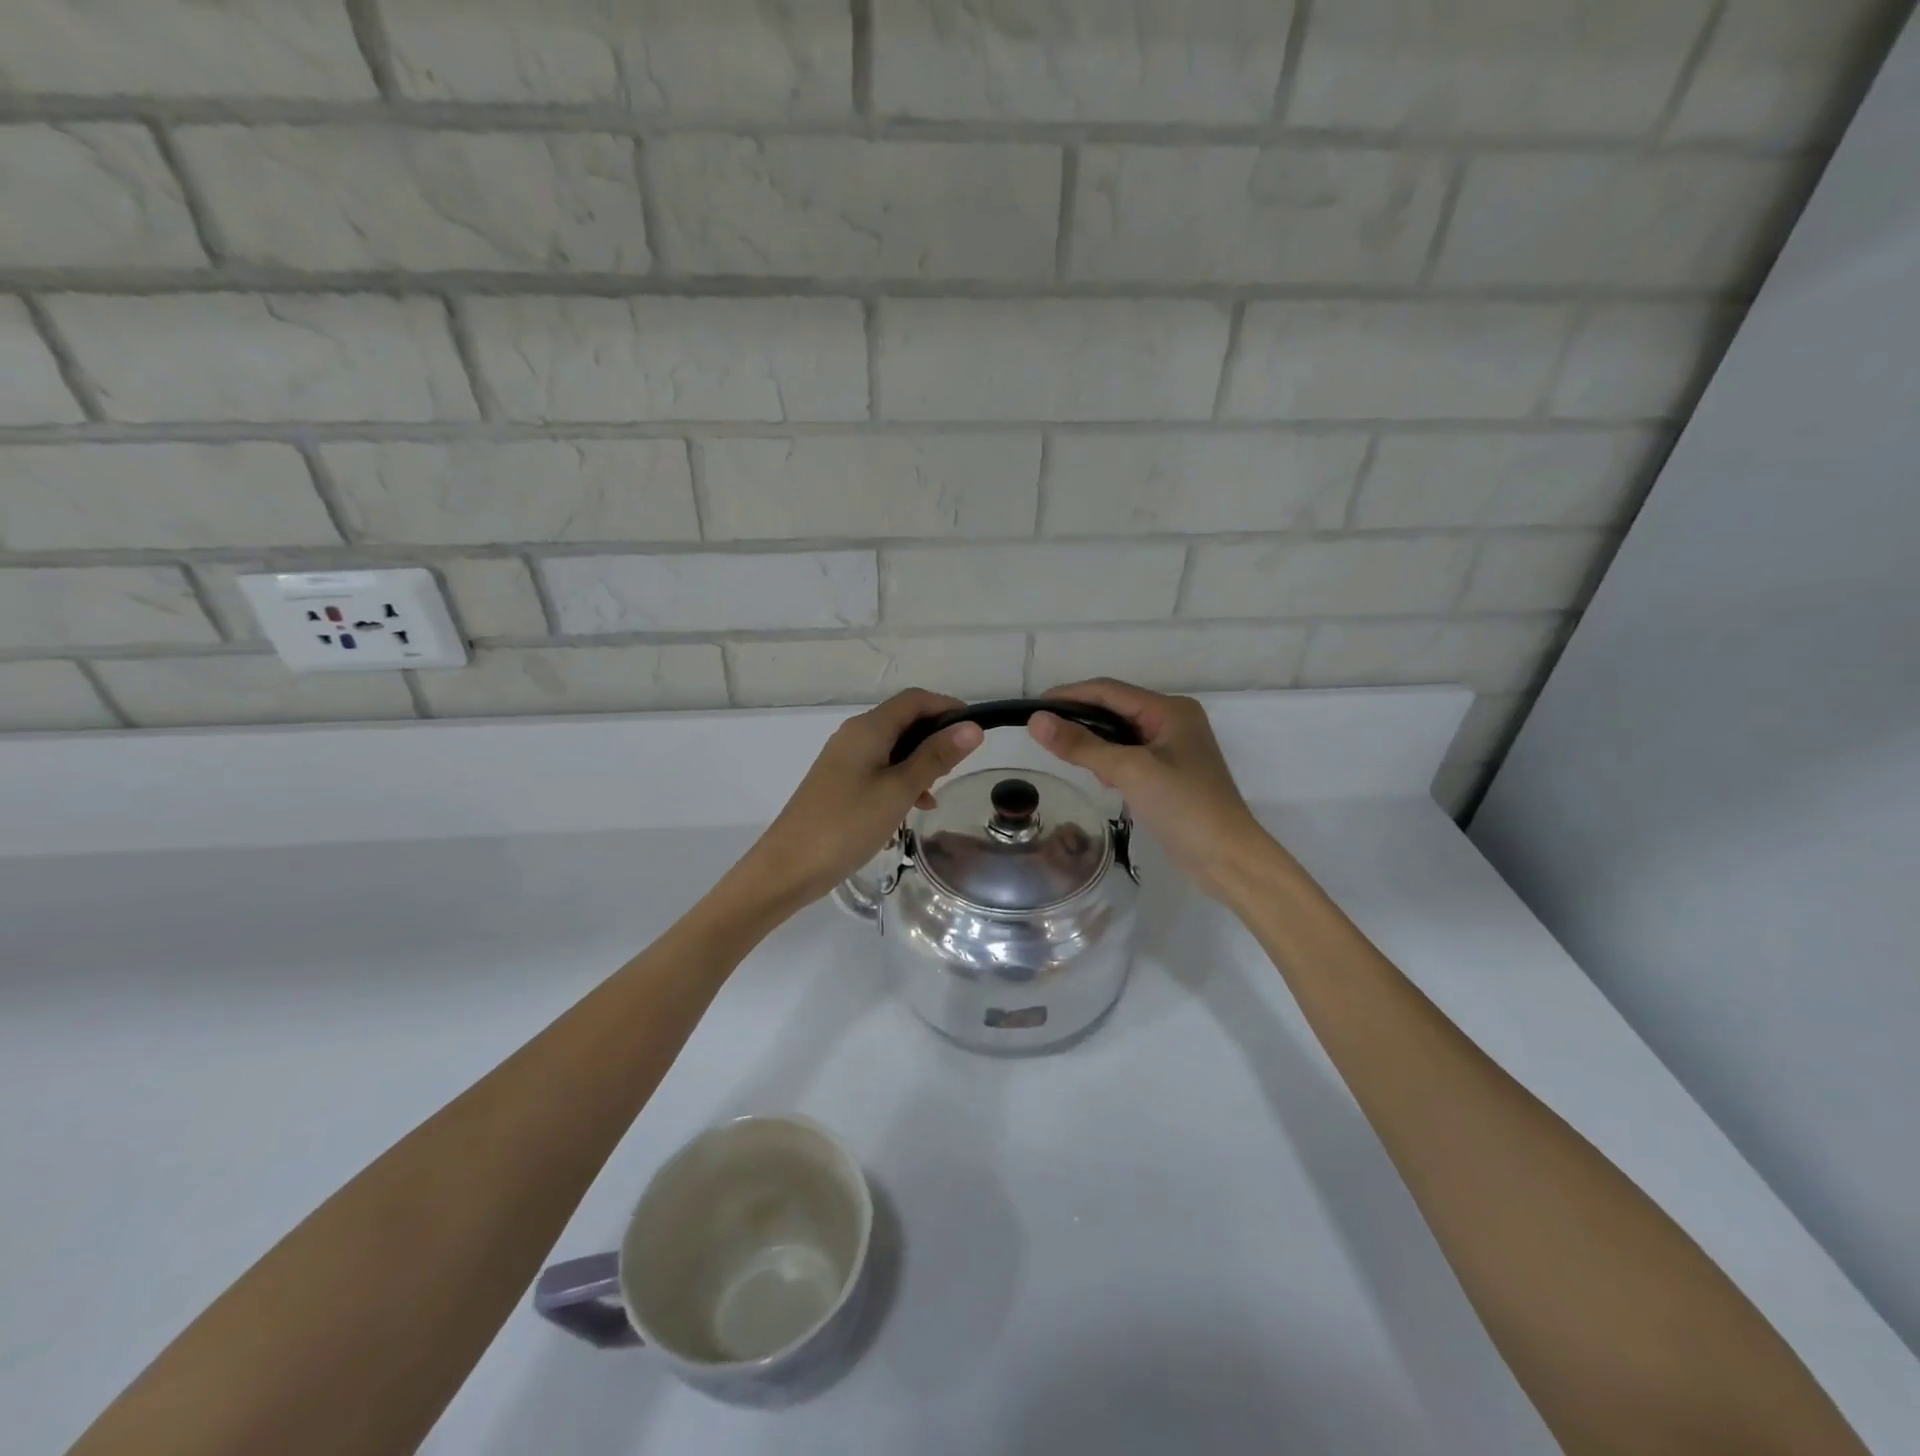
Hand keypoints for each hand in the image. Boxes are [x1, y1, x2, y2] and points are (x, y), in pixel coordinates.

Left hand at [733, 689, 983, 911]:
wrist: (788, 867)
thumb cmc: (847, 824)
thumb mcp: (899, 790)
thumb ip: (935, 757)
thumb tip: (972, 727)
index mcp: (868, 728)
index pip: (915, 699)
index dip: (948, 707)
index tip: (976, 731)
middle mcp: (854, 735)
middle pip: (904, 720)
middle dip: (935, 737)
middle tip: (960, 766)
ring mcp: (844, 759)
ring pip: (893, 747)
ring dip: (920, 762)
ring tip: (938, 791)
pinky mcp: (839, 782)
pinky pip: (879, 769)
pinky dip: (901, 780)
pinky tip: (914, 807)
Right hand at [1028, 679, 1274, 901]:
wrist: (1227, 858)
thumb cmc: (1183, 806)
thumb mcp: (1129, 771)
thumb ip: (1082, 745)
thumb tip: (1036, 720)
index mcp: (1170, 710)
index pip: (1109, 691)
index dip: (1070, 695)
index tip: (1033, 708)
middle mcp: (1174, 721)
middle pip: (1115, 709)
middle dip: (1081, 719)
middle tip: (1044, 734)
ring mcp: (1174, 748)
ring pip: (1121, 734)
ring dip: (1095, 743)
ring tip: (1069, 758)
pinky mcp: (1171, 773)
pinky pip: (1130, 756)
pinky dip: (1110, 762)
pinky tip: (1101, 780)